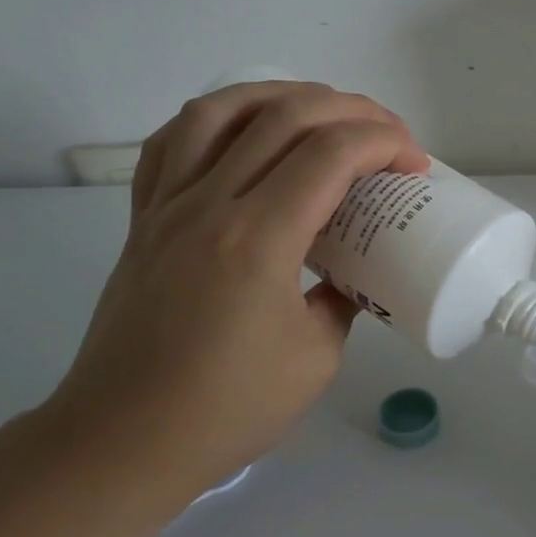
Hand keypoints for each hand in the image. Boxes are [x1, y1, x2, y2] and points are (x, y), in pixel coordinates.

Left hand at [42, 82, 427, 505]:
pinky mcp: (143, 219)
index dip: (384, 142)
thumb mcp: (316, 358)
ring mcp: (167, 206)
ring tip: (322, 111)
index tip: (414, 163)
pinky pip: (172, 141)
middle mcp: (209, 205)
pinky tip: (244, 131)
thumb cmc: (226, 409)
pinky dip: (217, 118)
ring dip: (283, 96)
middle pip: (285, 116)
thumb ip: (341, 300)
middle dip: (351, 110)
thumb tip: (348, 273)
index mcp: (258, 241)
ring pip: (222, 110)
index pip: (331, 154)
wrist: (121, 441)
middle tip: (387, 134)